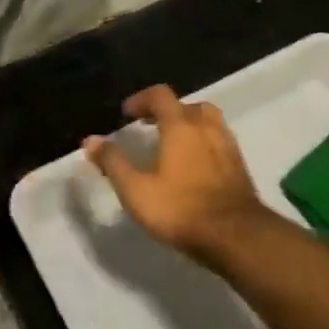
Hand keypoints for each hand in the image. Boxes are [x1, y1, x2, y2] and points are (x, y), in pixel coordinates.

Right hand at [84, 85, 267, 261]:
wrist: (234, 233)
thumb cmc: (180, 209)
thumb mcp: (136, 190)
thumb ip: (113, 162)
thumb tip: (90, 140)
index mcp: (180, 125)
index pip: (161, 95)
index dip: (141, 99)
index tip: (127, 113)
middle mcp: (206, 125)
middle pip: (185, 104)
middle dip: (164, 110)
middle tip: (147, 125)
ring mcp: (226, 141)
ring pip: (206, 118)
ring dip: (187, 122)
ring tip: (172, 141)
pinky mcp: (238, 160)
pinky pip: (217, 137)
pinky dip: (202, 138)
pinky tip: (194, 161)